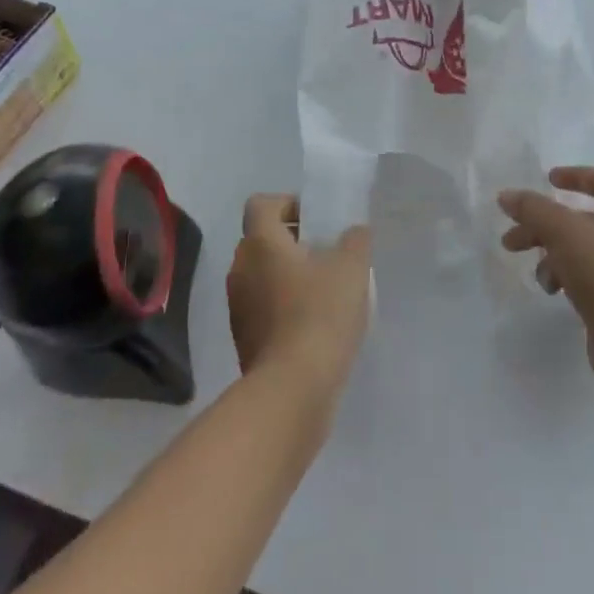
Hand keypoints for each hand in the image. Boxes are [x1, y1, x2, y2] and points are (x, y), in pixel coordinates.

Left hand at [227, 195, 372, 408]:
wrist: (292, 389)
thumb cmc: (320, 315)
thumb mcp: (351, 269)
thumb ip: (355, 241)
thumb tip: (353, 232)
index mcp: (260, 242)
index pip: (262, 204)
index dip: (288, 204)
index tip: (317, 221)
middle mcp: (241, 268)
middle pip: (262, 239)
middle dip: (293, 241)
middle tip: (327, 254)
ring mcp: (238, 305)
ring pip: (262, 274)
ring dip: (288, 275)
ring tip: (325, 291)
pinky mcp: (244, 338)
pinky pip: (263, 307)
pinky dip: (284, 306)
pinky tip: (315, 324)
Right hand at [499, 168, 593, 396]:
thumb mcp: (563, 232)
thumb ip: (533, 209)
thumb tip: (507, 196)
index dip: (576, 176)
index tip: (548, 180)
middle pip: (582, 218)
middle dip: (544, 225)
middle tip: (512, 238)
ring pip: (581, 249)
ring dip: (551, 254)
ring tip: (534, 272)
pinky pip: (588, 276)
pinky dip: (566, 277)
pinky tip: (553, 291)